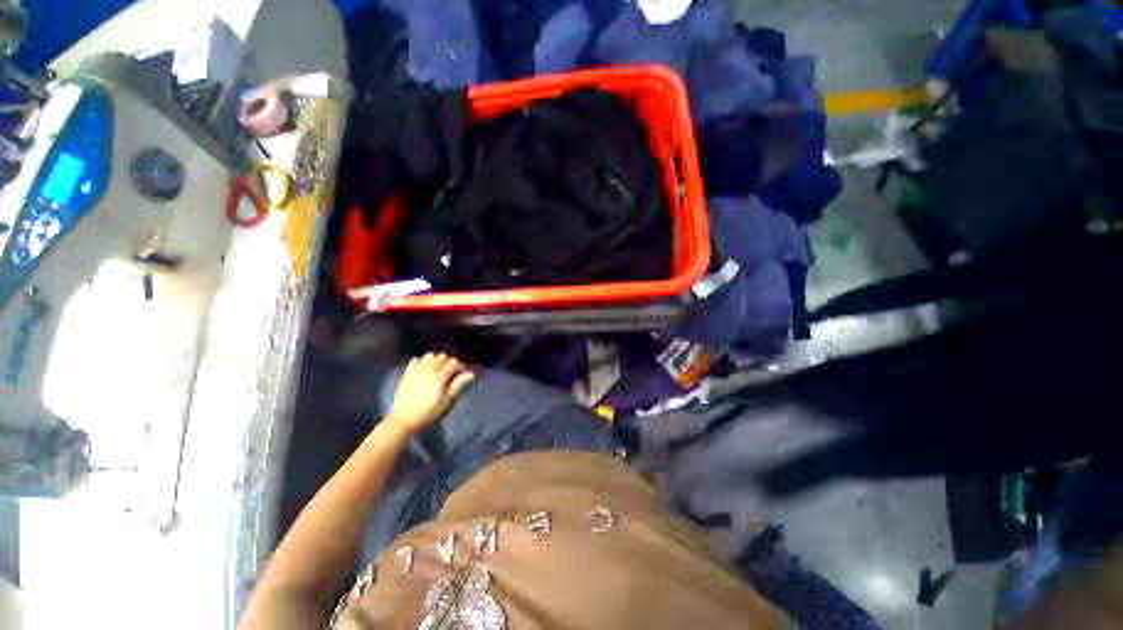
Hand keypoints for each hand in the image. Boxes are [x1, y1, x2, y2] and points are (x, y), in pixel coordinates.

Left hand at [385, 353, 474, 435]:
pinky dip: (421, 361)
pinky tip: (424, 369)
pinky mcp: (407, 373)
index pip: (453, 362)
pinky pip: (415, 360)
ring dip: (435, 359)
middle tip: (449, 372)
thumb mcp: (446, 400)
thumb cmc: (428, 411)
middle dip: (448, 362)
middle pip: (442, 356)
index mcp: (439, 376)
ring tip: (437, 369)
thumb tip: (471, 374)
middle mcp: (428, 369)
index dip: (459, 367)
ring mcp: (416, 370)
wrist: (403, 419)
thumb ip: (458, 384)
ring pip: (429, 356)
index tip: (459, 374)